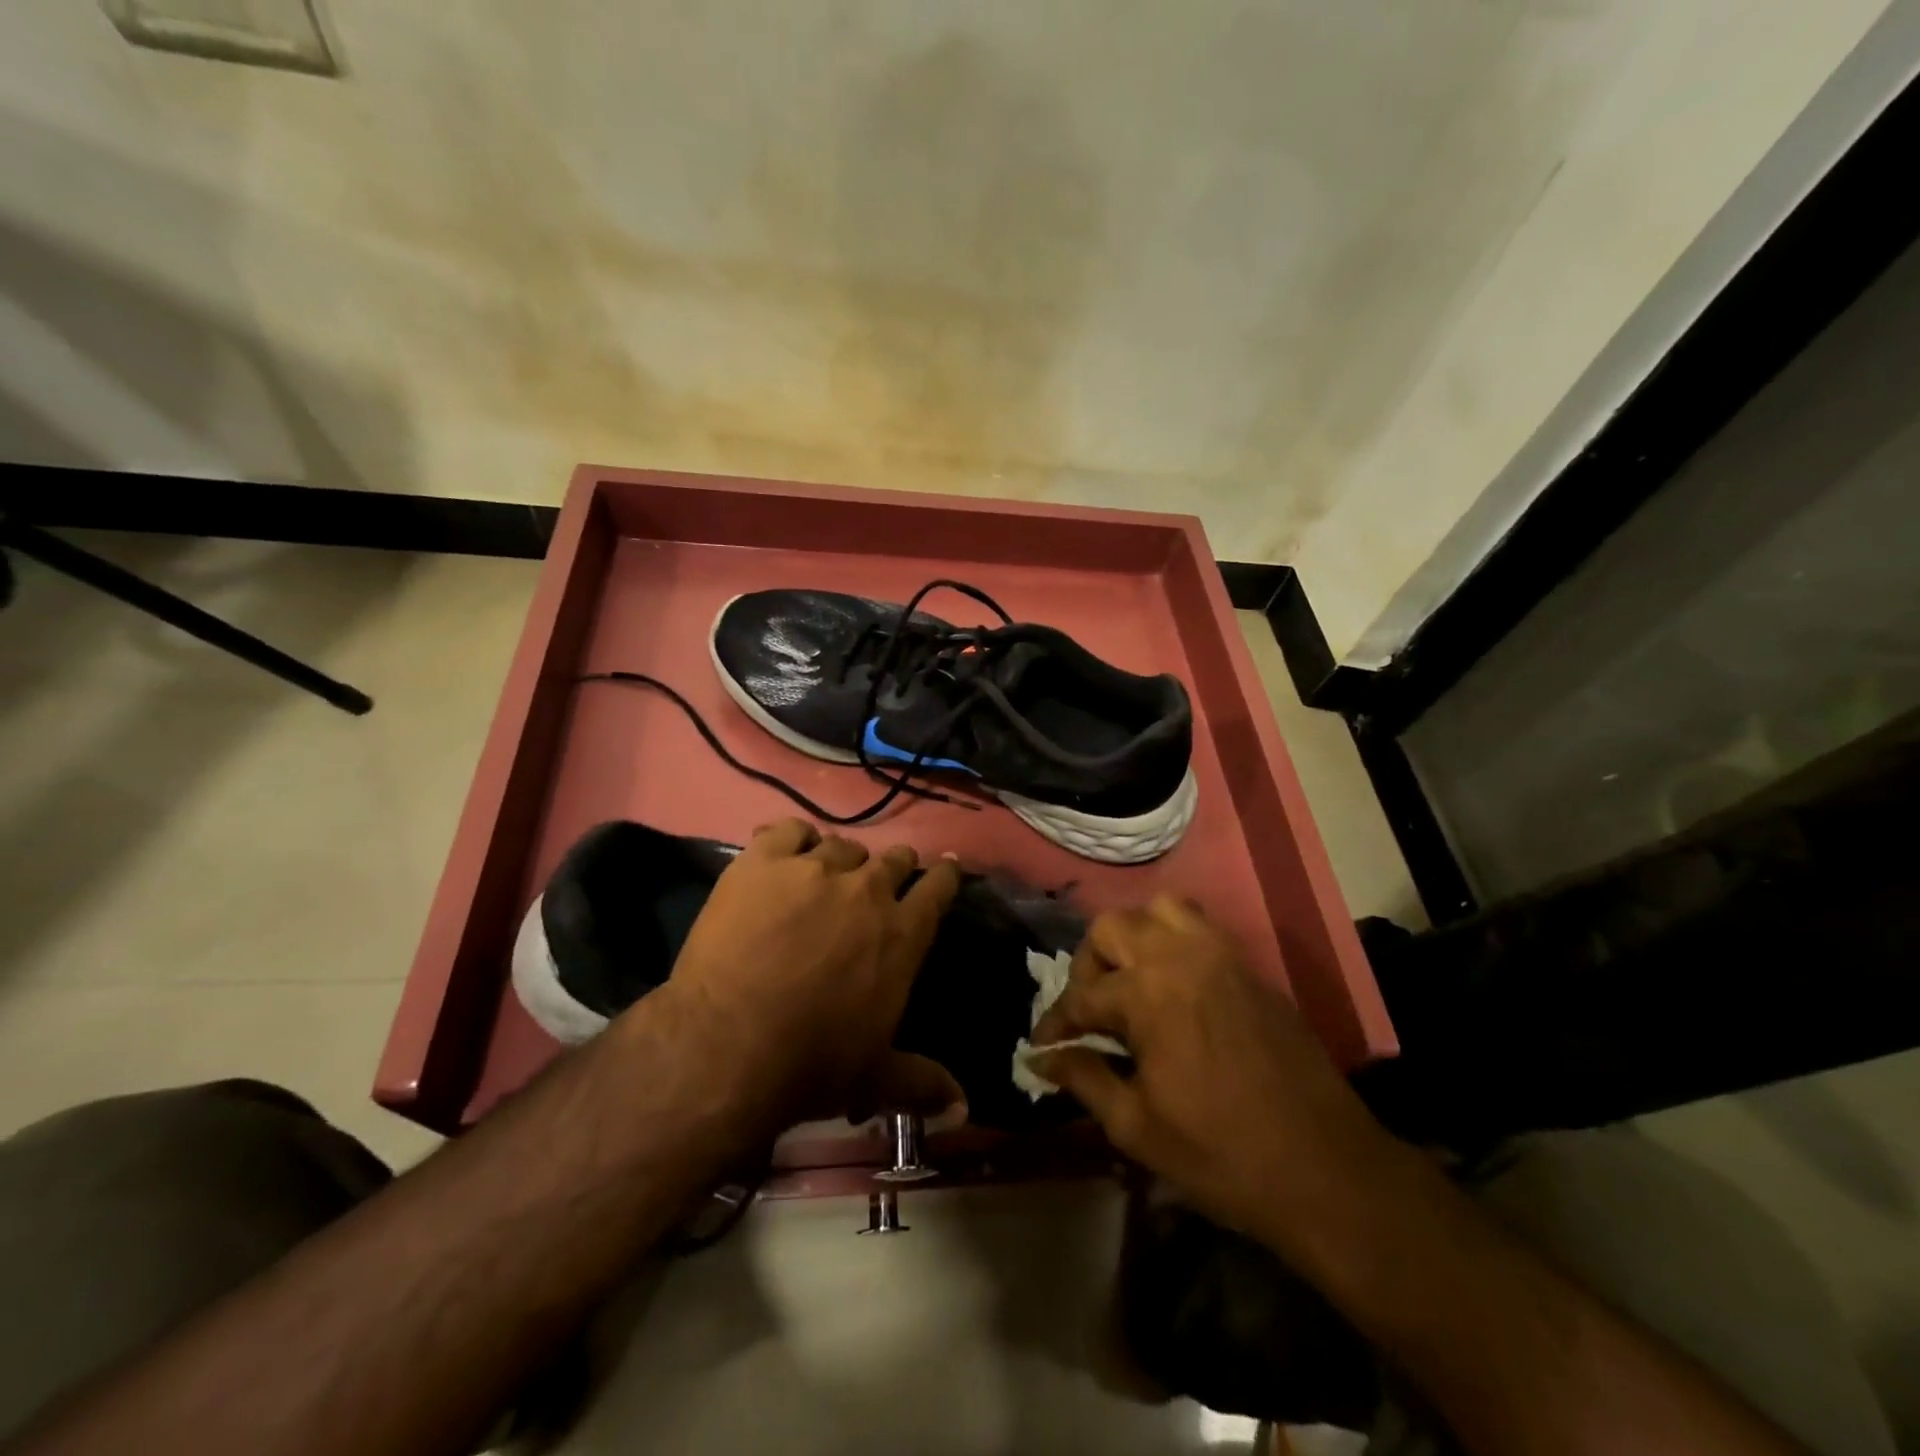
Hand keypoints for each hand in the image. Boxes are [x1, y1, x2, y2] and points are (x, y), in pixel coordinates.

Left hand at [656, 818, 963, 1132]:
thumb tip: (964, 1106)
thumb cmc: (811, 1062)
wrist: (729, 1044)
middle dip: (892, 868)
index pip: (939, 886)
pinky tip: (785, 855)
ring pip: (841, 845)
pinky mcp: (764, 862)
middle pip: (892, 859)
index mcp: (903, 934)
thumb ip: (922, 1083)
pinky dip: (791, 840)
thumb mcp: (874, 1077)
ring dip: (840, 860)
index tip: (943, 868)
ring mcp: (815, 869)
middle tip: (877, 884)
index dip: (944, 874)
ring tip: (824, 876)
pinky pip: (787, 830)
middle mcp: (867, 890)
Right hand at [1031, 896, 1399, 1248]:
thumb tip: (1040, 1059)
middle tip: (1089, 1010)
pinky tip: (1173, 988)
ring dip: (1134, 938)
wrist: (1325, 1169)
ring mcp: (1221, 956)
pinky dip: (1173, 942)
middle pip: (1112, 928)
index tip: (1041, 1046)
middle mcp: (1181, 957)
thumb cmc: (1221, 1153)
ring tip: (1131, 983)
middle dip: (1088, 965)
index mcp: (1149, 993)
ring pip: (1160, 910)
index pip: (1082, 995)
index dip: (1055, 1023)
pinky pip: (1200, 929)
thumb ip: (1084, 1079)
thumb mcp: (1137, 1126)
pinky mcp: (1249, 968)